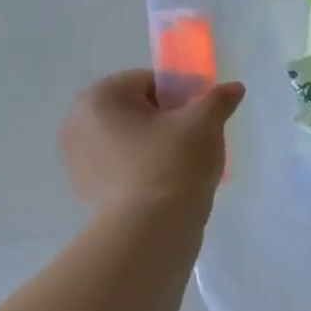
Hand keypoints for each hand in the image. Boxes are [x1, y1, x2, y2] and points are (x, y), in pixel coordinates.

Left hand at [58, 70, 244, 215]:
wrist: (150, 229)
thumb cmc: (173, 163)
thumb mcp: (204, 123)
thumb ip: (218, 99)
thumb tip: (234, 88)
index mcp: (100, 98)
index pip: (149, 81)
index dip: (182, 92)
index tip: (203, 113)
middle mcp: (77, 123)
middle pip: (136, 109)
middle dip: (166, 118)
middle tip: (196, 137)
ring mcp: (77, 159)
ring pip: (128, 138)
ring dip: (154, 143)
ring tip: (184, 163)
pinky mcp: (85, 189)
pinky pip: (121, 166)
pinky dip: (143, 168)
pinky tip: (167, 184)